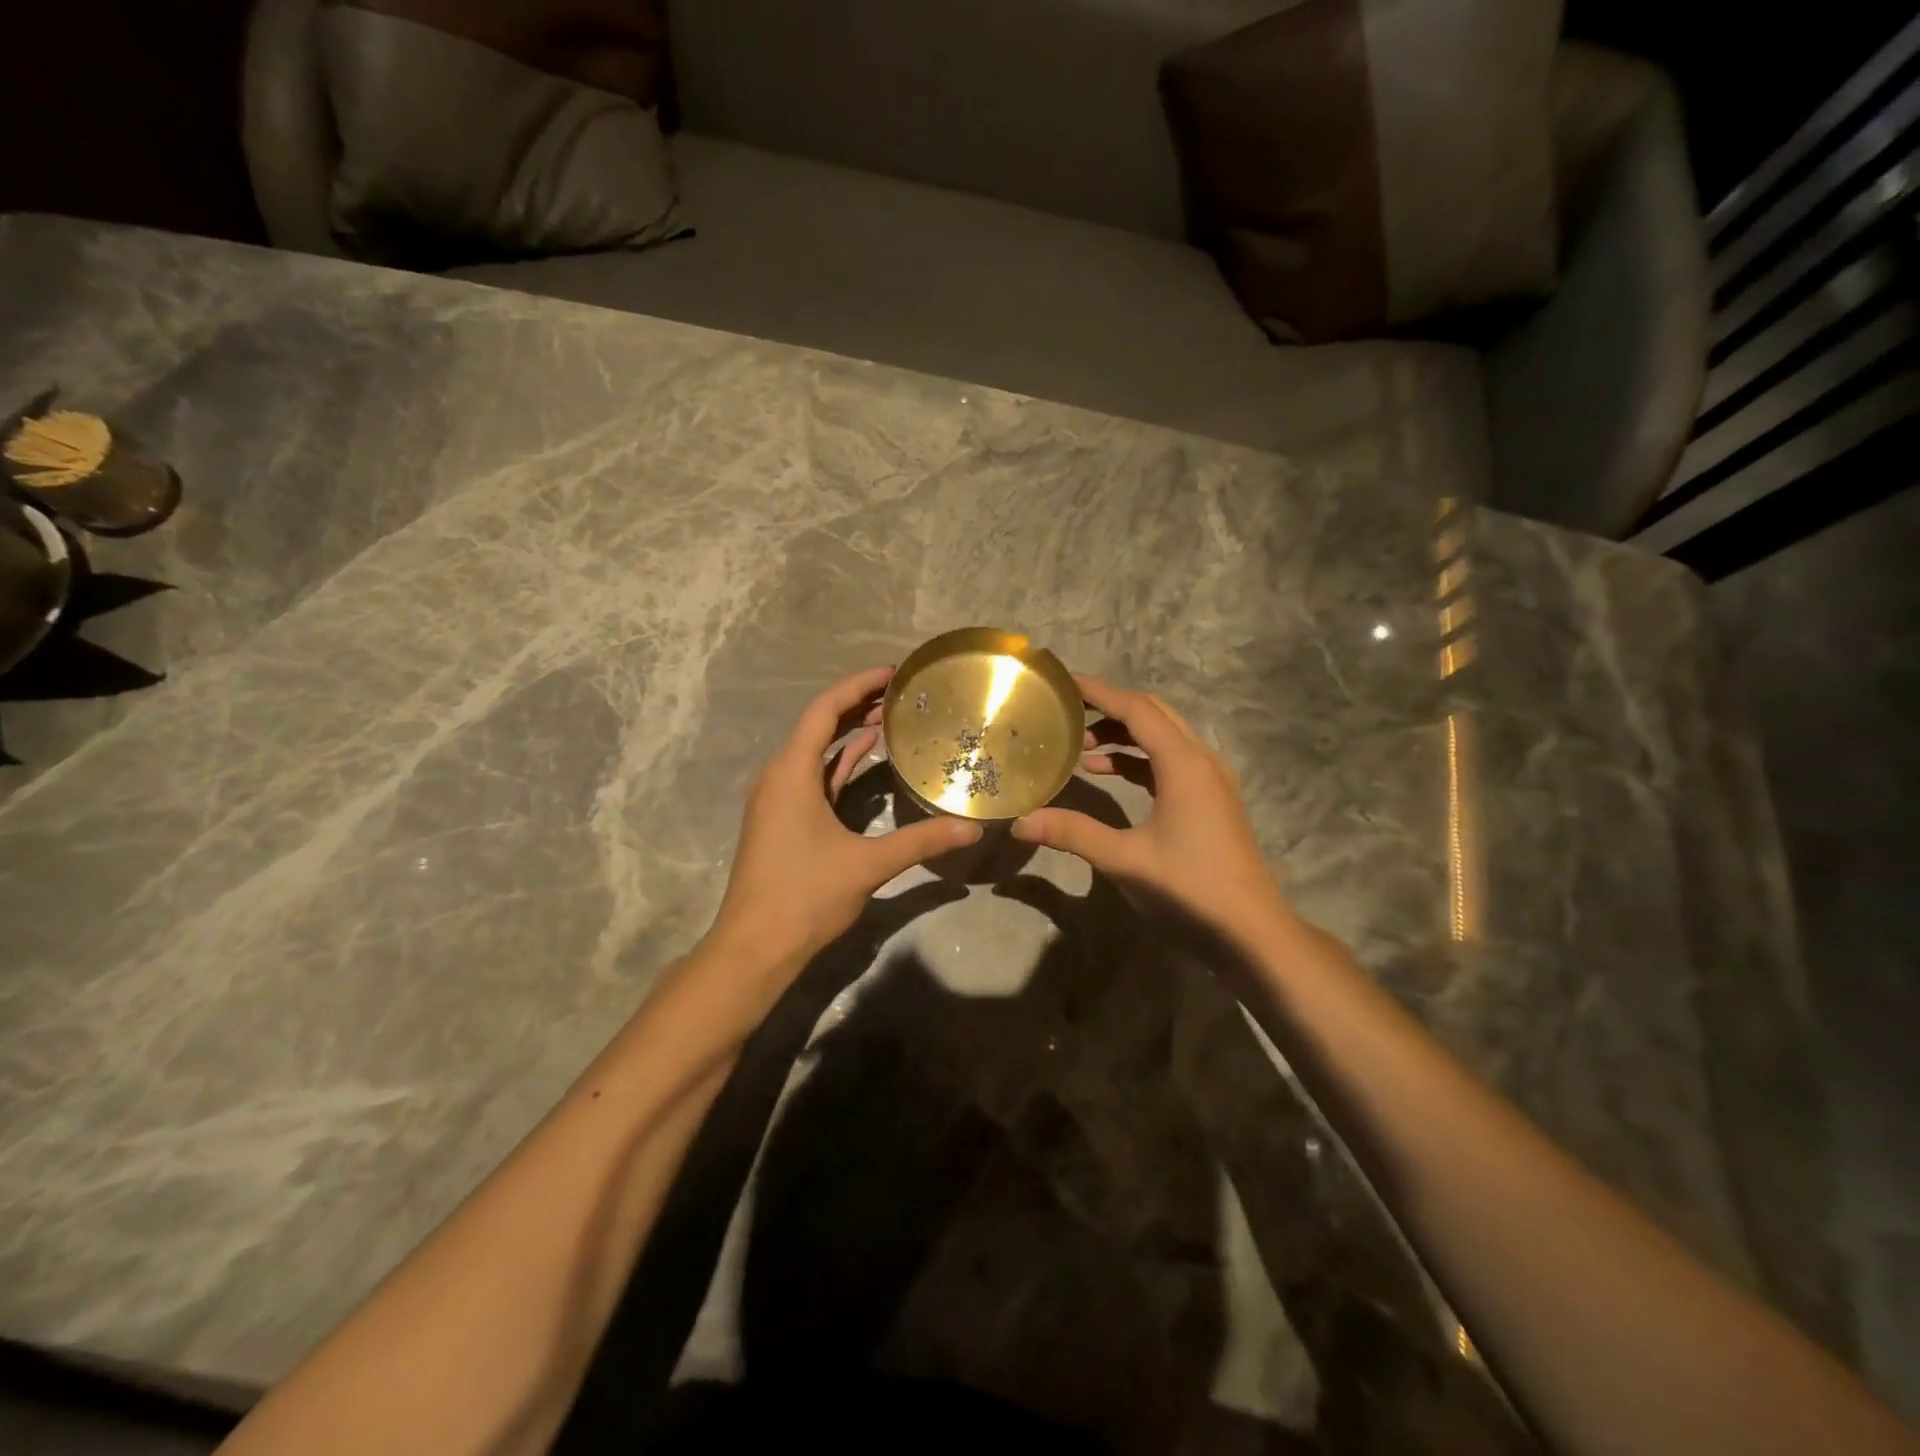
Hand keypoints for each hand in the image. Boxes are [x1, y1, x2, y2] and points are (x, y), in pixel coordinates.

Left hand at [706, 666, 982, 977]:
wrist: (754, 946)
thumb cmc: (804, 896)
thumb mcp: (867, 865)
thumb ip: (920, 841)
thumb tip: (972, 829)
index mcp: (791, 772)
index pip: (824, 710)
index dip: (858, 686)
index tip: (893, 673)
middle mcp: (779, 776)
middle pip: (819, 725)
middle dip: (858, 705)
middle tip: (901, 693)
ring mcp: (778, 798)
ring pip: (816, 751)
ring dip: (850, 733)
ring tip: (892, 717)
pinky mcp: (782, 819)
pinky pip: (814, 776)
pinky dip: (840, 763)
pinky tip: (868, 757)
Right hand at [1012, 675, 1290, 943]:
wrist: (1251, 932)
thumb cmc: (1189, 889)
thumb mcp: (1124, 860)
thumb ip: (1072, 833)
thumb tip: (1019, 821)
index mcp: (1184, 763)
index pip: (1137, 709)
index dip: (1099, 691)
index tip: (1063, 681)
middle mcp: (1201, 760)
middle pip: (1153, 714)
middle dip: (1110, 708)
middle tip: (1067, 711)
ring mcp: (1210, 781)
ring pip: (1163, 738)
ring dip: (1123, 735)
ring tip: (1080, 747)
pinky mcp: (1210, 800)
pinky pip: (1170, 762)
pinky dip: (1138, 760)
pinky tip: (1108, 773)